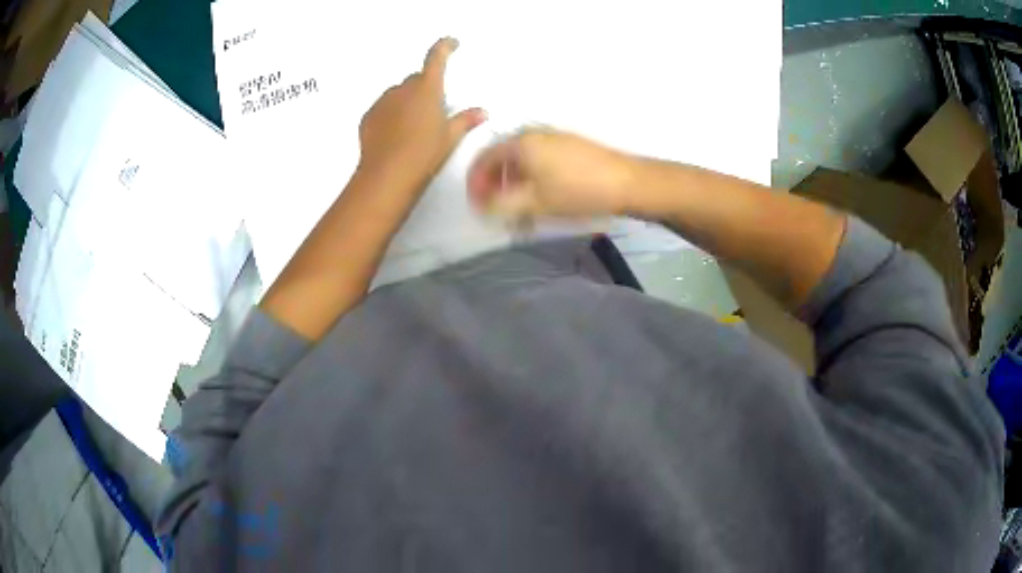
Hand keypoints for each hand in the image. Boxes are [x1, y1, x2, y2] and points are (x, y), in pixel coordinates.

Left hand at [357, 37, 485, 190]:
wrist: (387, 176)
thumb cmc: (423, 154)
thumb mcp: (449, 138)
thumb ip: (465, 120)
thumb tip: (482, 112)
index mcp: (427, 89)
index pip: (436, 57)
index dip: (445, 46)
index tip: (451, 43)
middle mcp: (402, 89)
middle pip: (416, 79)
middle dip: (425, 87)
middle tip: (433, 108)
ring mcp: (382, 102)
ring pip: (398, 94)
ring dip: (407, 102)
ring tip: (413, 127)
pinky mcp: (368, 118)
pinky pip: (383, 109)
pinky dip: (391, 115)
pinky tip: (395, 135)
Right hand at [467, 129, 636, 220]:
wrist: (627, 182)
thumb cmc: (577, 191)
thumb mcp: (535, 202)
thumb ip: (502, 205)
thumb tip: (482, 207)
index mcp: (520, 143)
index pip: (484, 159)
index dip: (475, 183)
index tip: (476, 204)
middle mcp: (533, 133)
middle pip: (501, 157)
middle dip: (493, 182)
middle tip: (494, 207)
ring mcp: (554, 136)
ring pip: (521, 158)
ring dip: (511, 181)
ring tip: (517, 205)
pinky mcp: (569, 144)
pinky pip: (538, 157)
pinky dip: (530, 175)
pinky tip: (539, 194)